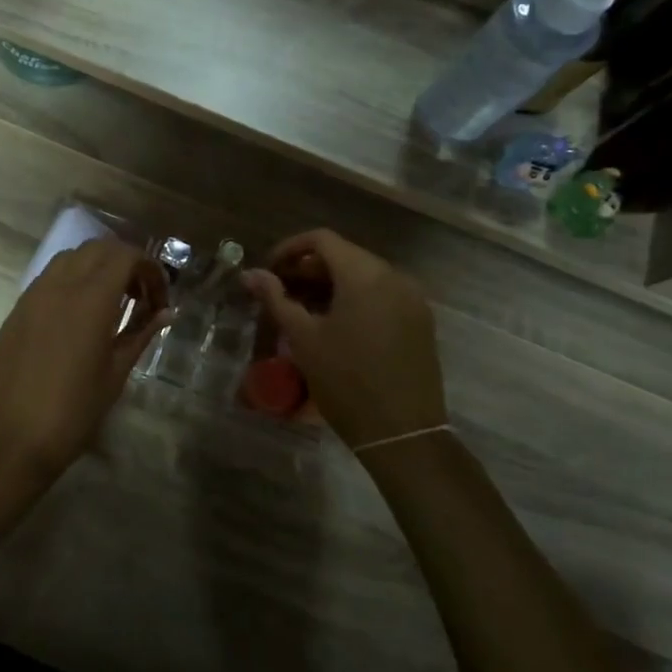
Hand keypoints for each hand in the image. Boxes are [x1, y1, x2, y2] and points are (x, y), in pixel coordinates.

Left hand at [0, 241, 168, 480]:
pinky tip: (80, 314)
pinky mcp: (18, 309)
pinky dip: (72, 280)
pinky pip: (49, 277)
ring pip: (71, 257)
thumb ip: (141, 333)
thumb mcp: (116, 373)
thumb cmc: (74, 411)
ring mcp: (34, 294)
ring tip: (111, 302)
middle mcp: (60, 285)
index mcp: (91, 298)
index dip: (149, 269)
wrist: (13, 439)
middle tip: (140, 297)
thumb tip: (165, 313)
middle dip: (125, 263)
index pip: (125, 256)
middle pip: (98, 248)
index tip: (159, 300)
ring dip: (97, 267)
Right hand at [242, 229, 447, 453]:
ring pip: (365, 275)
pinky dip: (356, 298)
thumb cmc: (346, 381)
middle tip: (281, 291)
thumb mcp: (304, 338)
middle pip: (345, 255)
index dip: (290, 248)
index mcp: (364, 274)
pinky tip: (336, 323)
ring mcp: (412, 298)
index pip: (322, 239)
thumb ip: (276, 299)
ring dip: (332, 283)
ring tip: (304, 309)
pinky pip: (382, 294)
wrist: (403, 432)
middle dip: (309, 267)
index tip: (269, 270)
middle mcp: (393, 276)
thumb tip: (251, 274)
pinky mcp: (420, 320)